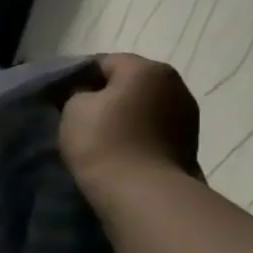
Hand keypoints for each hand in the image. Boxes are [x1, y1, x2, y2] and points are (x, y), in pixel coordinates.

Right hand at [59, 53, 200, 203]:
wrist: (141, 191)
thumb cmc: (102, 140)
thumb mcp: (74, 107)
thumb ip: (78, 92)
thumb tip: (87, 93)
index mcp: (147, 69)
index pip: (105, 61)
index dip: (79, 76)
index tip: (62, 96)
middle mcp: (176, 84)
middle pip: (131, 81)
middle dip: (107, 94)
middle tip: (80, 115)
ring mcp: (188, 115)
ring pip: (146, 105)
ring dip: (127, 114)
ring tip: (102, 135)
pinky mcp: (190, 142)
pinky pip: (156, 127)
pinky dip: (139, 132)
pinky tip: (122, 148)